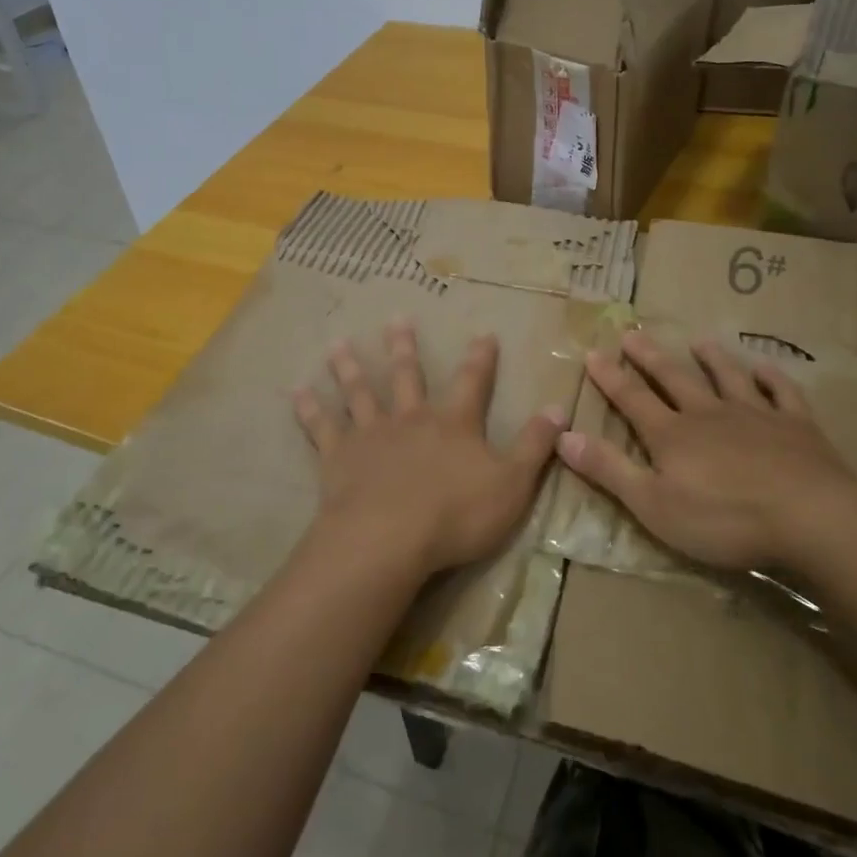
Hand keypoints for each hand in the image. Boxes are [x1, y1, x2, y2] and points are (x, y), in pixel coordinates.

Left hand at [293, 320, 565, 580]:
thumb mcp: (512, 483)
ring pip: (359, 393)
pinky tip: (296, 391)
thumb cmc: (456, 514)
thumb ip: (535, 446)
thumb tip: (560, 408)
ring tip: (337, 344)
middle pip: (407, 376)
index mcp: (453, 425)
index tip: (483, 333)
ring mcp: (371, 435)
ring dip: (349, 368)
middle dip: (404, 348)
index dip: (480, 359)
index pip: (472, 383)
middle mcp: (411, 419)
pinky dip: (309, 408)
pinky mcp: (338, 457)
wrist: (389, 538)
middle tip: (396, 318)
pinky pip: (321, 427)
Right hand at [556, 330, 856, 574]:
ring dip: (712, 359)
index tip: (592, 352)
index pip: (632, 399)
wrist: (810, 517)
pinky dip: (772, 379)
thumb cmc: (724, 519)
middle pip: (674, 379)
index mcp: (672, 435)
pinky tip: (766, 369)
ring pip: (727, 378)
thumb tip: (563, 436)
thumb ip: (608, 469)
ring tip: (699, 341)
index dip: (610, 377)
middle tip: (633, 333)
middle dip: (650, 358)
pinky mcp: (796, 426)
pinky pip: (782, 394)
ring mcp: (755, 416)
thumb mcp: (653, 504)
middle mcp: (708, 415)